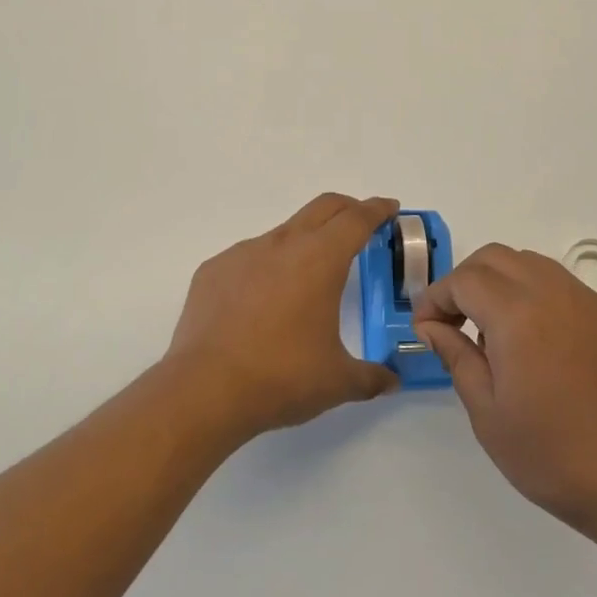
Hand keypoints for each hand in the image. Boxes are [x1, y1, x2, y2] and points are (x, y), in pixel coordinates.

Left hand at [164, 193, 399, 439]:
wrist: (204, 389)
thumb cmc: (281, 377)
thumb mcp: (337, 382)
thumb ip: (371, 377)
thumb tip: (391, 381)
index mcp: (320, 260)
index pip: (356, 219)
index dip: (376, 210)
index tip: (389, 208)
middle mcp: (282, 244)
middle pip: (322, 208)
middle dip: (347, 209)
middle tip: (361, 223)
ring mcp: (243, 253)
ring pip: (283, 233)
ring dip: (304, 242)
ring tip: (308, 276)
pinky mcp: (213, 270)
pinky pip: (248, 258)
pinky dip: (265, 268)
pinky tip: (261, 303)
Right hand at [413, 245, 596, 549]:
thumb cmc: (556, 456)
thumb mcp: (488, 414)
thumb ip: (457, 357)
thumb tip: (433, 327)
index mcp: (518, 313)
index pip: (464, 280)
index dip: (436, 298)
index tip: (425, 328)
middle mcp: (554, 292)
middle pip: (496, 258)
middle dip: (465, 281)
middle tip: (453, 323)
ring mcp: (590, 302)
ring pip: (532, 264)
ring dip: (501, 283)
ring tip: (493, 332)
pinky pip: (564, 287)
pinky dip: (536, 297)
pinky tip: (538, 345)